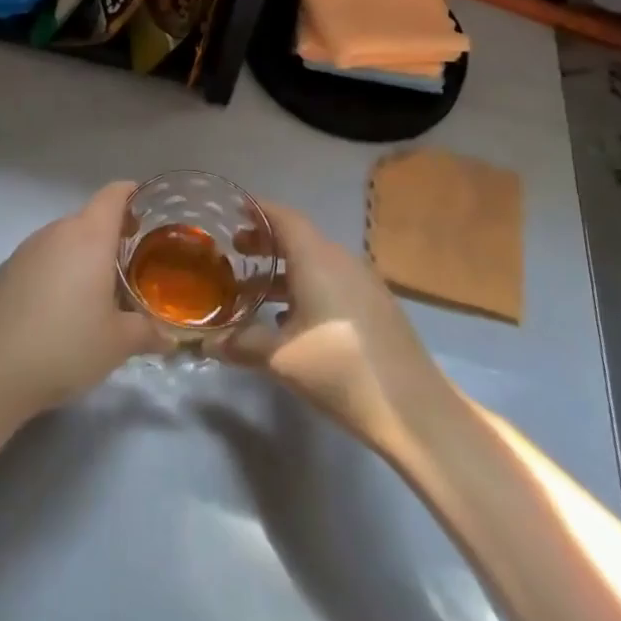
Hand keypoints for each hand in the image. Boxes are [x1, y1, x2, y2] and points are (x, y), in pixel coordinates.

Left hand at [0, 182, 170, 418]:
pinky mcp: (4, 271)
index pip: (113, 194)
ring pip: (63, 239)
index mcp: (88, 237)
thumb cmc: (66, 346)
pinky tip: (57, 310)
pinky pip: (40, 259)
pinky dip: (55, 271)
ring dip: (81, 255)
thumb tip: (169, 338)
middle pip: (89, 218)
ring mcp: (25, 250)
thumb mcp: (118, 344)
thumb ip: (148, 333)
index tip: (146, 211)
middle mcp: (56, 232)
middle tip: (129, 265)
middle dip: (111, 234)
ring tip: (94, 293)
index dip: (132, 194)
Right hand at [222, 202, 442, 443]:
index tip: (232, 212)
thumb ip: (241, 343)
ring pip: (315, 262)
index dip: (258, 211)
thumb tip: (207, 342)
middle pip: (299, 238)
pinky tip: (289, 320)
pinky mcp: (375, 306)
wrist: (413, 409)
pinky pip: (332, 282)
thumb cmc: (339, 369)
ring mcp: (363, 283)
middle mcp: (341, 260)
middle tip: (234, 252)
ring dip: (284, 270)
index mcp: (317, 258)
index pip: (284, 217)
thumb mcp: (280, 357)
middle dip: (266, 242)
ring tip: (253, 291)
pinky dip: (305, 287)